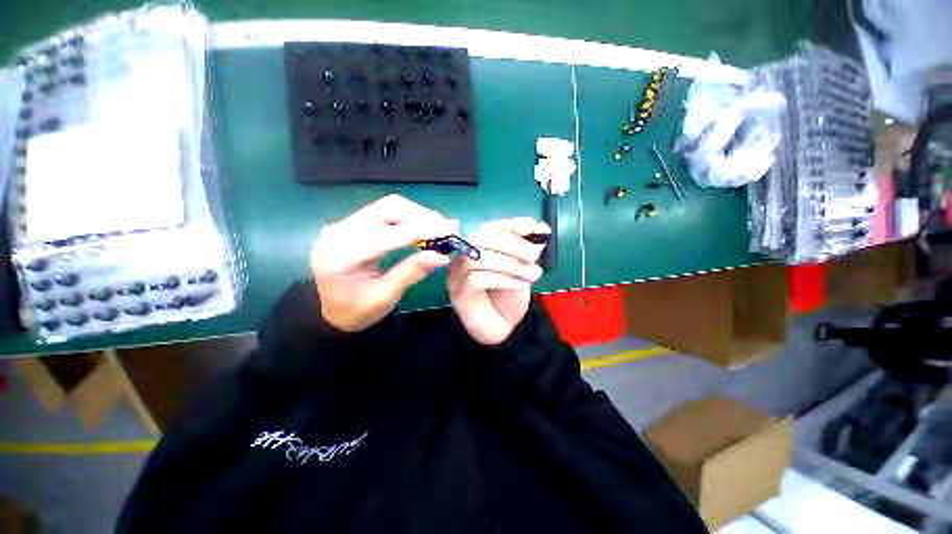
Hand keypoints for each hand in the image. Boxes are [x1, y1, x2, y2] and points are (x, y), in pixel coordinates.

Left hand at [311, 194, 458, 331]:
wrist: (330, 310)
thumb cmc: (356, 310)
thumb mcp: (385, 297)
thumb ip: (411, 273)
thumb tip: (442, 257)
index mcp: (341, 255)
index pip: (389, 234)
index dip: (423, 230)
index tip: (451, 228)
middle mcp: (338, 231)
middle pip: (387, 209)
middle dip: (422, 216)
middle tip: (448, 228)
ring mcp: (344, 224)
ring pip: (388, 206)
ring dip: (417, 215)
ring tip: (439, 228)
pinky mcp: (352, 223)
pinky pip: (385, 212)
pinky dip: (408, 218)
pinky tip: (423, 228)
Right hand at [448, 218, 548, 345]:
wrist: (501, 327)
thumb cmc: (510, 296)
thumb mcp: (523, 270)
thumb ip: (528, 250)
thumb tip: (540, 228)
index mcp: (478, 248)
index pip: (490, 228)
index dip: (510, 224)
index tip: (531, 227)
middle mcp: (463, 257)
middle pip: (480, 239)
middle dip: (511, 244)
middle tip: (534, 255)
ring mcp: (457, 275)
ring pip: (478, 258)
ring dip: (510, 264)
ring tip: (533, 275)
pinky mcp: (458, 293)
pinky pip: (477, 279)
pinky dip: (504, 279)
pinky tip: (521, 285)